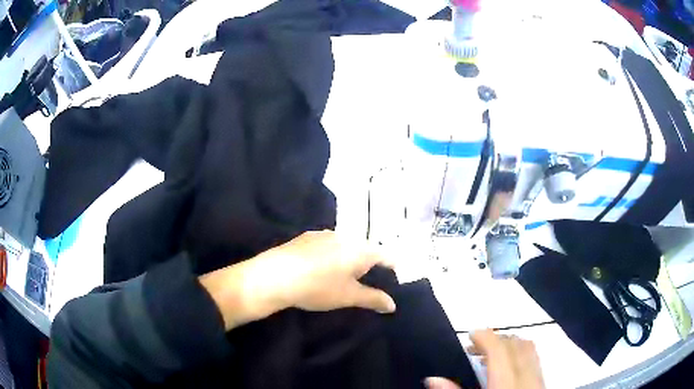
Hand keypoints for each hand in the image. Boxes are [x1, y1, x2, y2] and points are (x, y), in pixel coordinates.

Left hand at [199, 230, 395, 329]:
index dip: (393, 266)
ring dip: (349, 257)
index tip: (394, 278)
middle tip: (368, 280)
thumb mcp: (348, 297)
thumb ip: (373, 299)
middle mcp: (345, 236)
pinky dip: (332, 254)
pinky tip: (321, 267)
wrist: (275, 276)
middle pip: (366, 248)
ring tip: (344, 274)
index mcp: (360, 249)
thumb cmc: (318, 287)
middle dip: (370, 263)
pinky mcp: (306, 236)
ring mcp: (323, 233)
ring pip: (345, 244)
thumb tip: (393, 305)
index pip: (386, 254)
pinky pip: (327, 244)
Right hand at [425, 329, 544, 388]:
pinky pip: (534, 359)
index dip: (484, 336)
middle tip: (475, 346)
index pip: (499, 349)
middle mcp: (526, 377)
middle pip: (515, 344)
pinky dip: (521, 354)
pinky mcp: (542, 384)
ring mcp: (537, 380)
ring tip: (490, 355)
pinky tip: (510, 366)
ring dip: (509, 345)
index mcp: (505, 383)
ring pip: (529, 349)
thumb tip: (432, 379)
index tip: (470, 334)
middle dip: (495, 339)